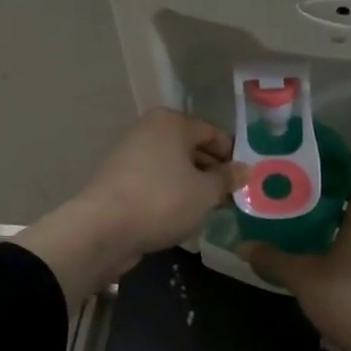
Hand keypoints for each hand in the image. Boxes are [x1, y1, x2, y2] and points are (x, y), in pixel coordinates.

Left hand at [17, 108, 245, 308]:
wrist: (103, 228)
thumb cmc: (162, 201)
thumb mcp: (205, 192)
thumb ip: (228, 179)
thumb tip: (246, 169)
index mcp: (172, 122)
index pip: (213, 133)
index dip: (233, 156)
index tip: (246, 181)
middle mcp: (149, 130)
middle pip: (191, 148)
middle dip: (213, 172)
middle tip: (232, 197)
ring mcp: (130, 154)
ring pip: (173, 167)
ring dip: (193, 185)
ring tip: (211, 209)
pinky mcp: (119, 179)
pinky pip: (156, 182)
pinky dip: (171, 194)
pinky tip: (182, 215)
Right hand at [240, 157, 350, 350]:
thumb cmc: (348, 297)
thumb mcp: (303, 277)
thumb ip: (273, 258)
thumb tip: (242, 246)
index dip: (337, 159)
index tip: (310, 159)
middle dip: (338, 189)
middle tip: (304, 191)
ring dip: (349, 215)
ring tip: (315, 219)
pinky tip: (335, 248)